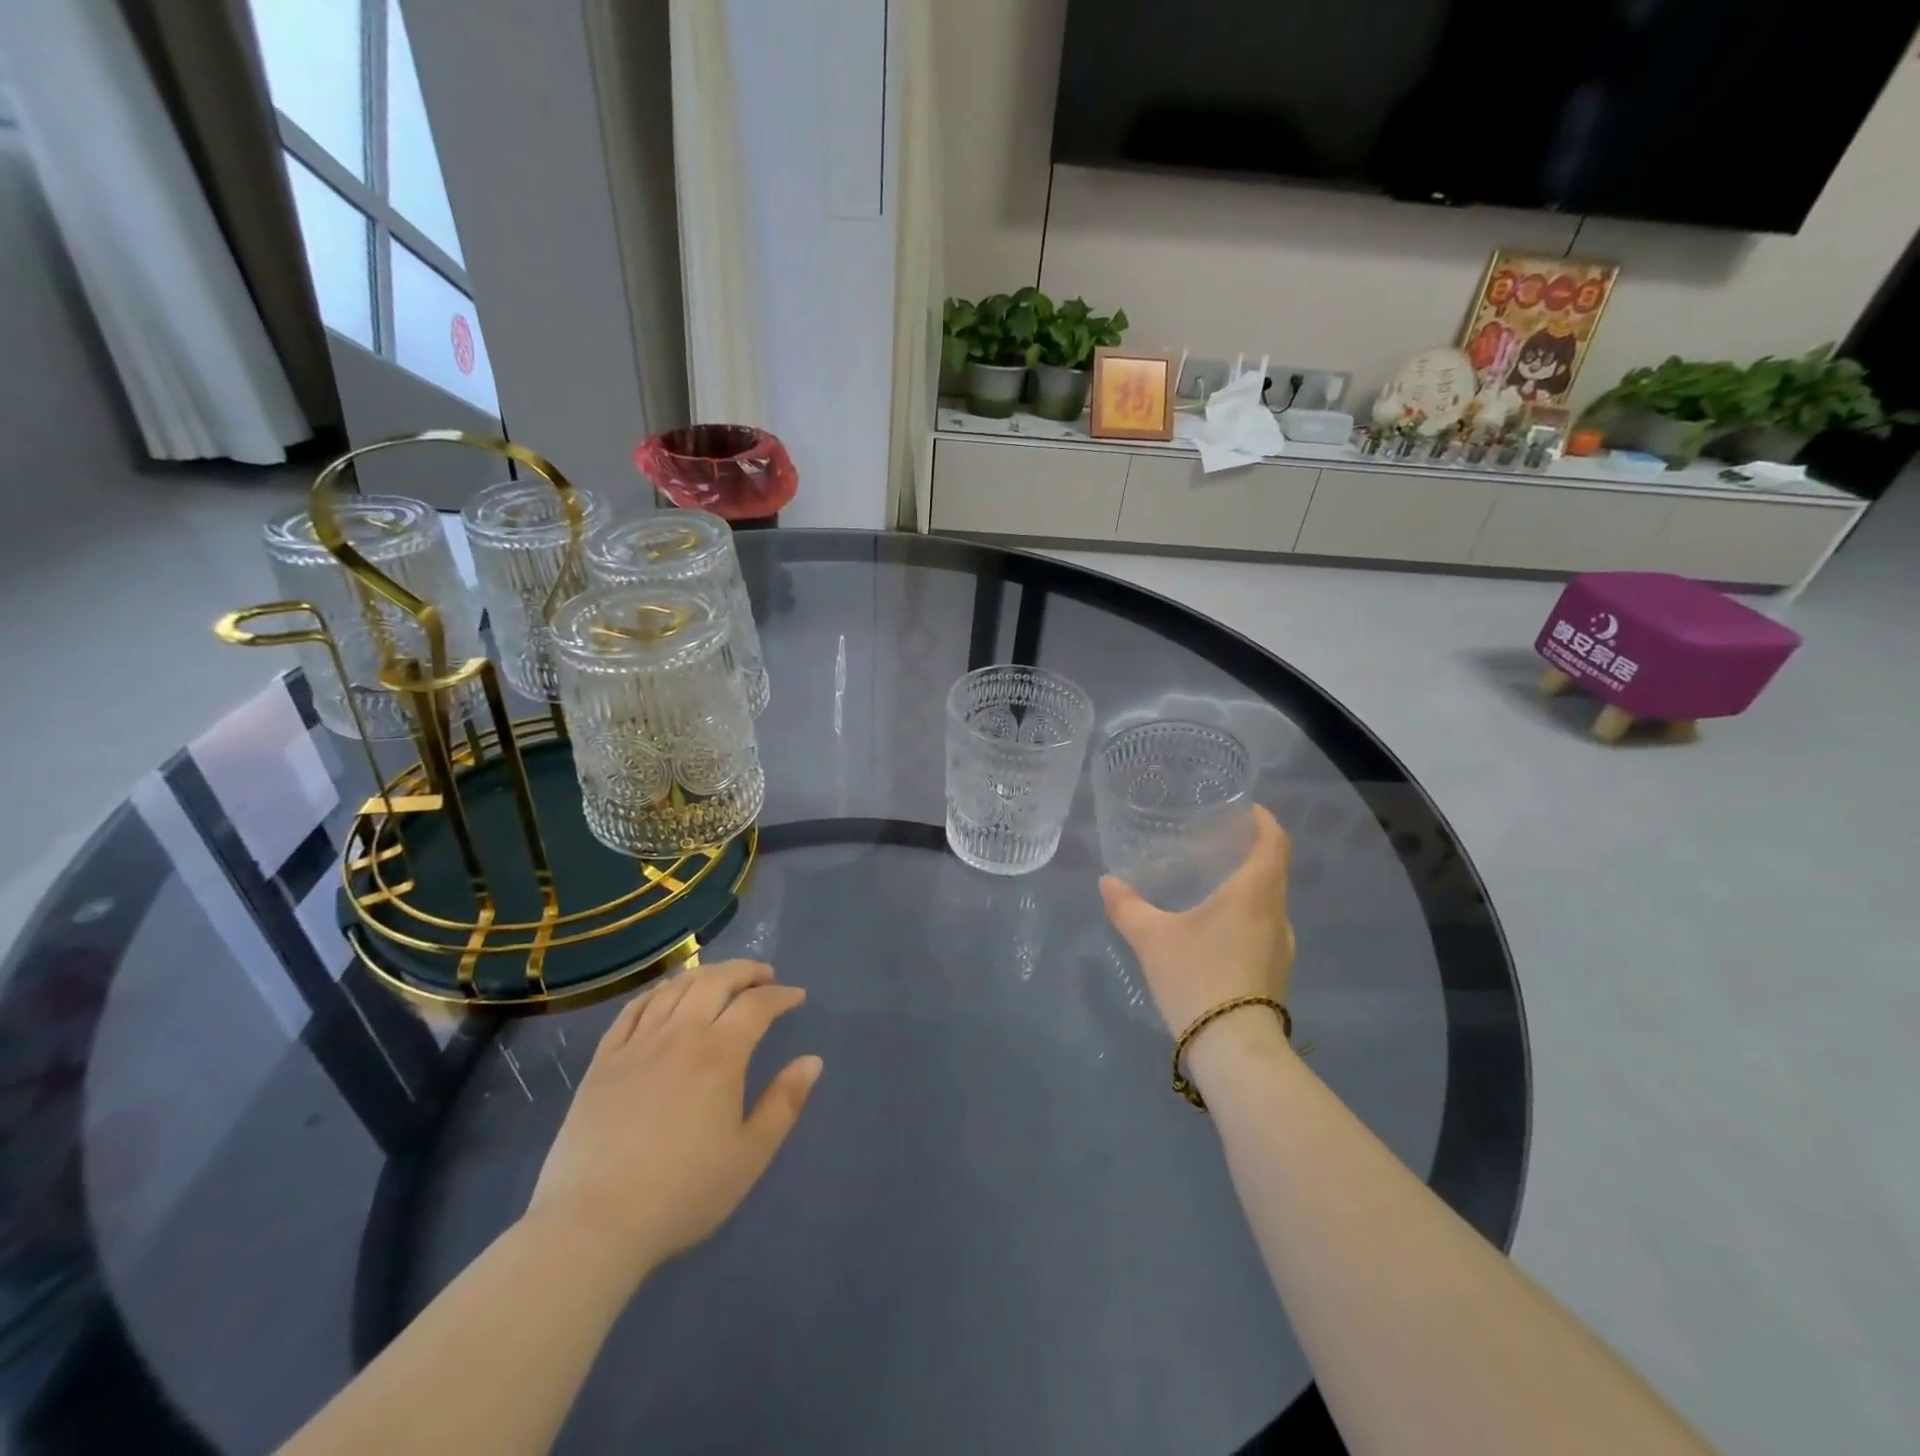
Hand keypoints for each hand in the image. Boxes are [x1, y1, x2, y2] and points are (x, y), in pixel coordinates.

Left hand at [524, 960, 821, 1289]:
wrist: (592, 1226)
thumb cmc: (682, 1193)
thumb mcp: (750, 1155)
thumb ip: (785, 1103)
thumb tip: (812, 1061)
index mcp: (719, 1054)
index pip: (757, 1005)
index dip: (781, 995)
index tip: (796, 997)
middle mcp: (679, 1035)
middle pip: (715, 981)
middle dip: (745, 972)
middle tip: (764, 976)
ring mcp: (636, 1044)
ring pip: (675, 988)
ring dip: (704, 974)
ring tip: (721, 979)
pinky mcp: (603, 1061)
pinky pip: (633, 1009)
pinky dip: (657, 992)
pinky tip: (666, 995)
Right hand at [1099, 805, 1295, 1036]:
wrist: (1234, 1050)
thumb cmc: (1198, 977)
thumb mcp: (1152, 939)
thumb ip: (1128, 907)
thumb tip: (1107, 881)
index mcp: (1255, 893)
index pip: (1274, 842)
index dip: (1264, 820)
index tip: (1245, 809)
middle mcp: (1277, 914)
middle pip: (1273, 870)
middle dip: (1249, 852)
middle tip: (1214, 844)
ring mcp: (1281, 947)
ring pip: (1268, 902)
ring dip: (1247, 887)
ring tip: (1211, 885)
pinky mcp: (1275, 973)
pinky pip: (1263, 928)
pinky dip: (1245, 916)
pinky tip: (1214, 930)